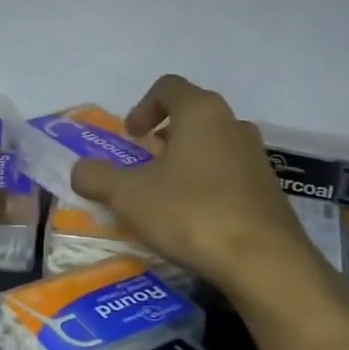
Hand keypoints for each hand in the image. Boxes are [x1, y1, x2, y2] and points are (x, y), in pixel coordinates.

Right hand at [69, 75, 306, 288]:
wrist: (265, 263)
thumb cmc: (191, 213)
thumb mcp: (129, 196)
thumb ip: (96, 177)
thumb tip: (80, 171)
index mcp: (201, 112)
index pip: (168, 87)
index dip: (142, 106)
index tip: (131, 136)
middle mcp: (233, 124)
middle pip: (192, 115)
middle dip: (163, 135)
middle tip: (143, 164)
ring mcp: (256, 157)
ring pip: (212, 144)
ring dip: (186, 160)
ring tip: (166, 193)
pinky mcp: (268, 189)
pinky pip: (230, 173)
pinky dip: (207, 183)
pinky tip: (195, 217)